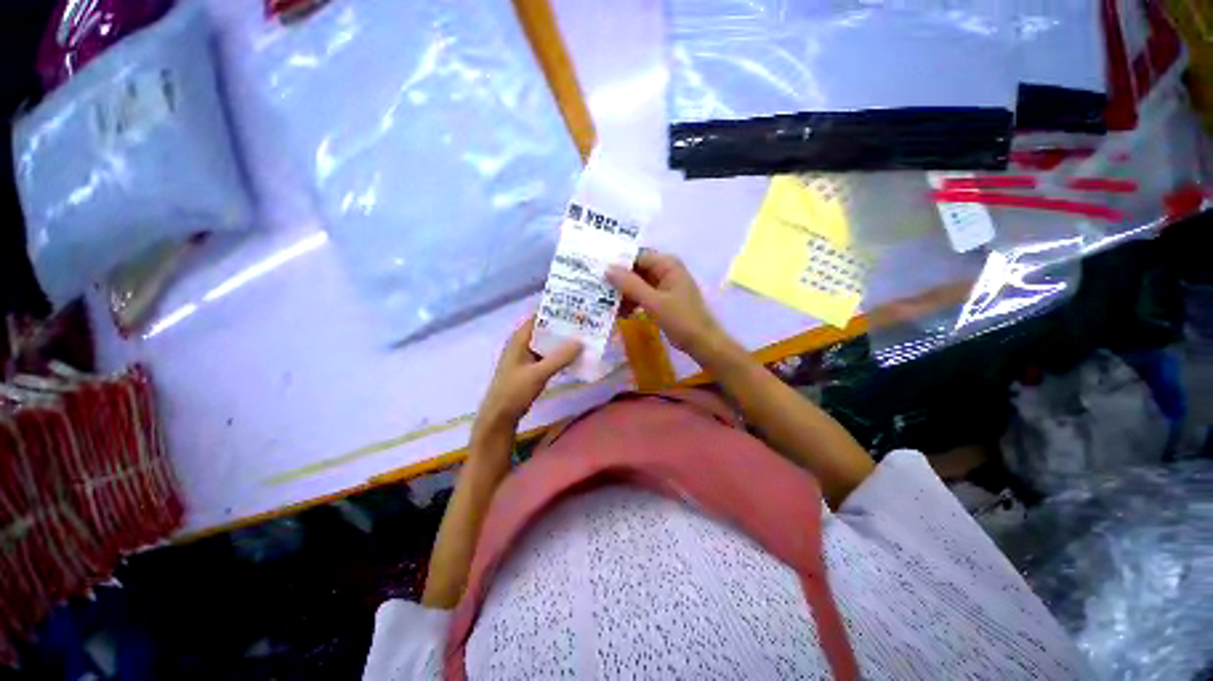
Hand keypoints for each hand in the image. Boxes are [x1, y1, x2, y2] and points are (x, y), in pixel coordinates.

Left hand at [474, 316, 581, 439]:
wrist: (500, 415)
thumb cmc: (515, 391)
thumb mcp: (539, 373)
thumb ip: (559, 358)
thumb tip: (580, 342)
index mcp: (520, 339)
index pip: (538, 317)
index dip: (555, 311)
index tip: (575, 310)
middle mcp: (523, 343)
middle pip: (545, 329)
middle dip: (563, 326)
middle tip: (584, 323)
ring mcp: (526, 355)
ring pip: (547, 343)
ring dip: (562, 341)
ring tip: (583, 337)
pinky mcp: (531, 367)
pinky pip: (548, 355)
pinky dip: (559, 354)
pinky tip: (574, 356)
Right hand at [606, 249, 729, 360]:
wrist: (702, 343)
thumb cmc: (681, 320)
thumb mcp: (654, 302)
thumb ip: (630, 285)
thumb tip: (607, 269)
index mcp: (667, 264)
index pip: (637, 256)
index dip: (618, 262)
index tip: (598, 271)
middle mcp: (666, 270)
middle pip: (636, 269)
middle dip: (619, 281)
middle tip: (598, 290)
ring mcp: (664, 285)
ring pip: (637, 284)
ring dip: (624, 294)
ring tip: (608, 306)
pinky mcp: (662, 299)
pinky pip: (642, 295)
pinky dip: (632, 302)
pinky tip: (621, 313)